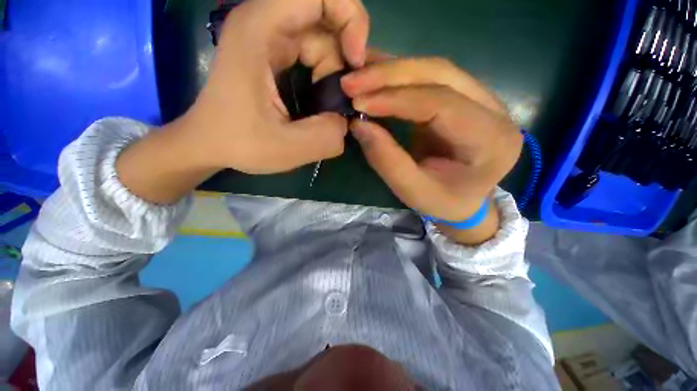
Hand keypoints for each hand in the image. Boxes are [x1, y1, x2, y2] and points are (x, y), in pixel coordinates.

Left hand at [179, 0, 369, 173]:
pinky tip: (324, 98)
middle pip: (326, 17)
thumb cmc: (239, 143)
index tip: (354, 61)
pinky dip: (328, 74)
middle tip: (344, 95)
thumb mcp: (286, 148)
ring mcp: (271, 36)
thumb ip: (326, 137)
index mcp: (260, 29)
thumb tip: (346, 121)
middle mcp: (265, 22)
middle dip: (345, 55)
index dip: (349, 19)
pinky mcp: (276, 53)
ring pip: (323, 37)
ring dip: (336, 71)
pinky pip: (315, 51)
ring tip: (331, 104)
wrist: (210, 143)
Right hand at [341, 58, 522, 241]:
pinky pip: (429, 77)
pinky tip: (374, 75)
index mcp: (491, 139)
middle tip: (352, 81)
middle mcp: (495, 109)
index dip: (396, 100)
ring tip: (358, 76)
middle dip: (391, 75)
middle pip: (441, 74)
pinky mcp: (463, 97)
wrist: (463, 199)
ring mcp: (482, 98)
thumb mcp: (413, 191)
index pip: (442, 104)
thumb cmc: (442, 202)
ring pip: (434, 69)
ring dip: (391, 70)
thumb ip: (387, 160)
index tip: (359, 102)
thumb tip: (358, 124)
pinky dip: (398, 75)